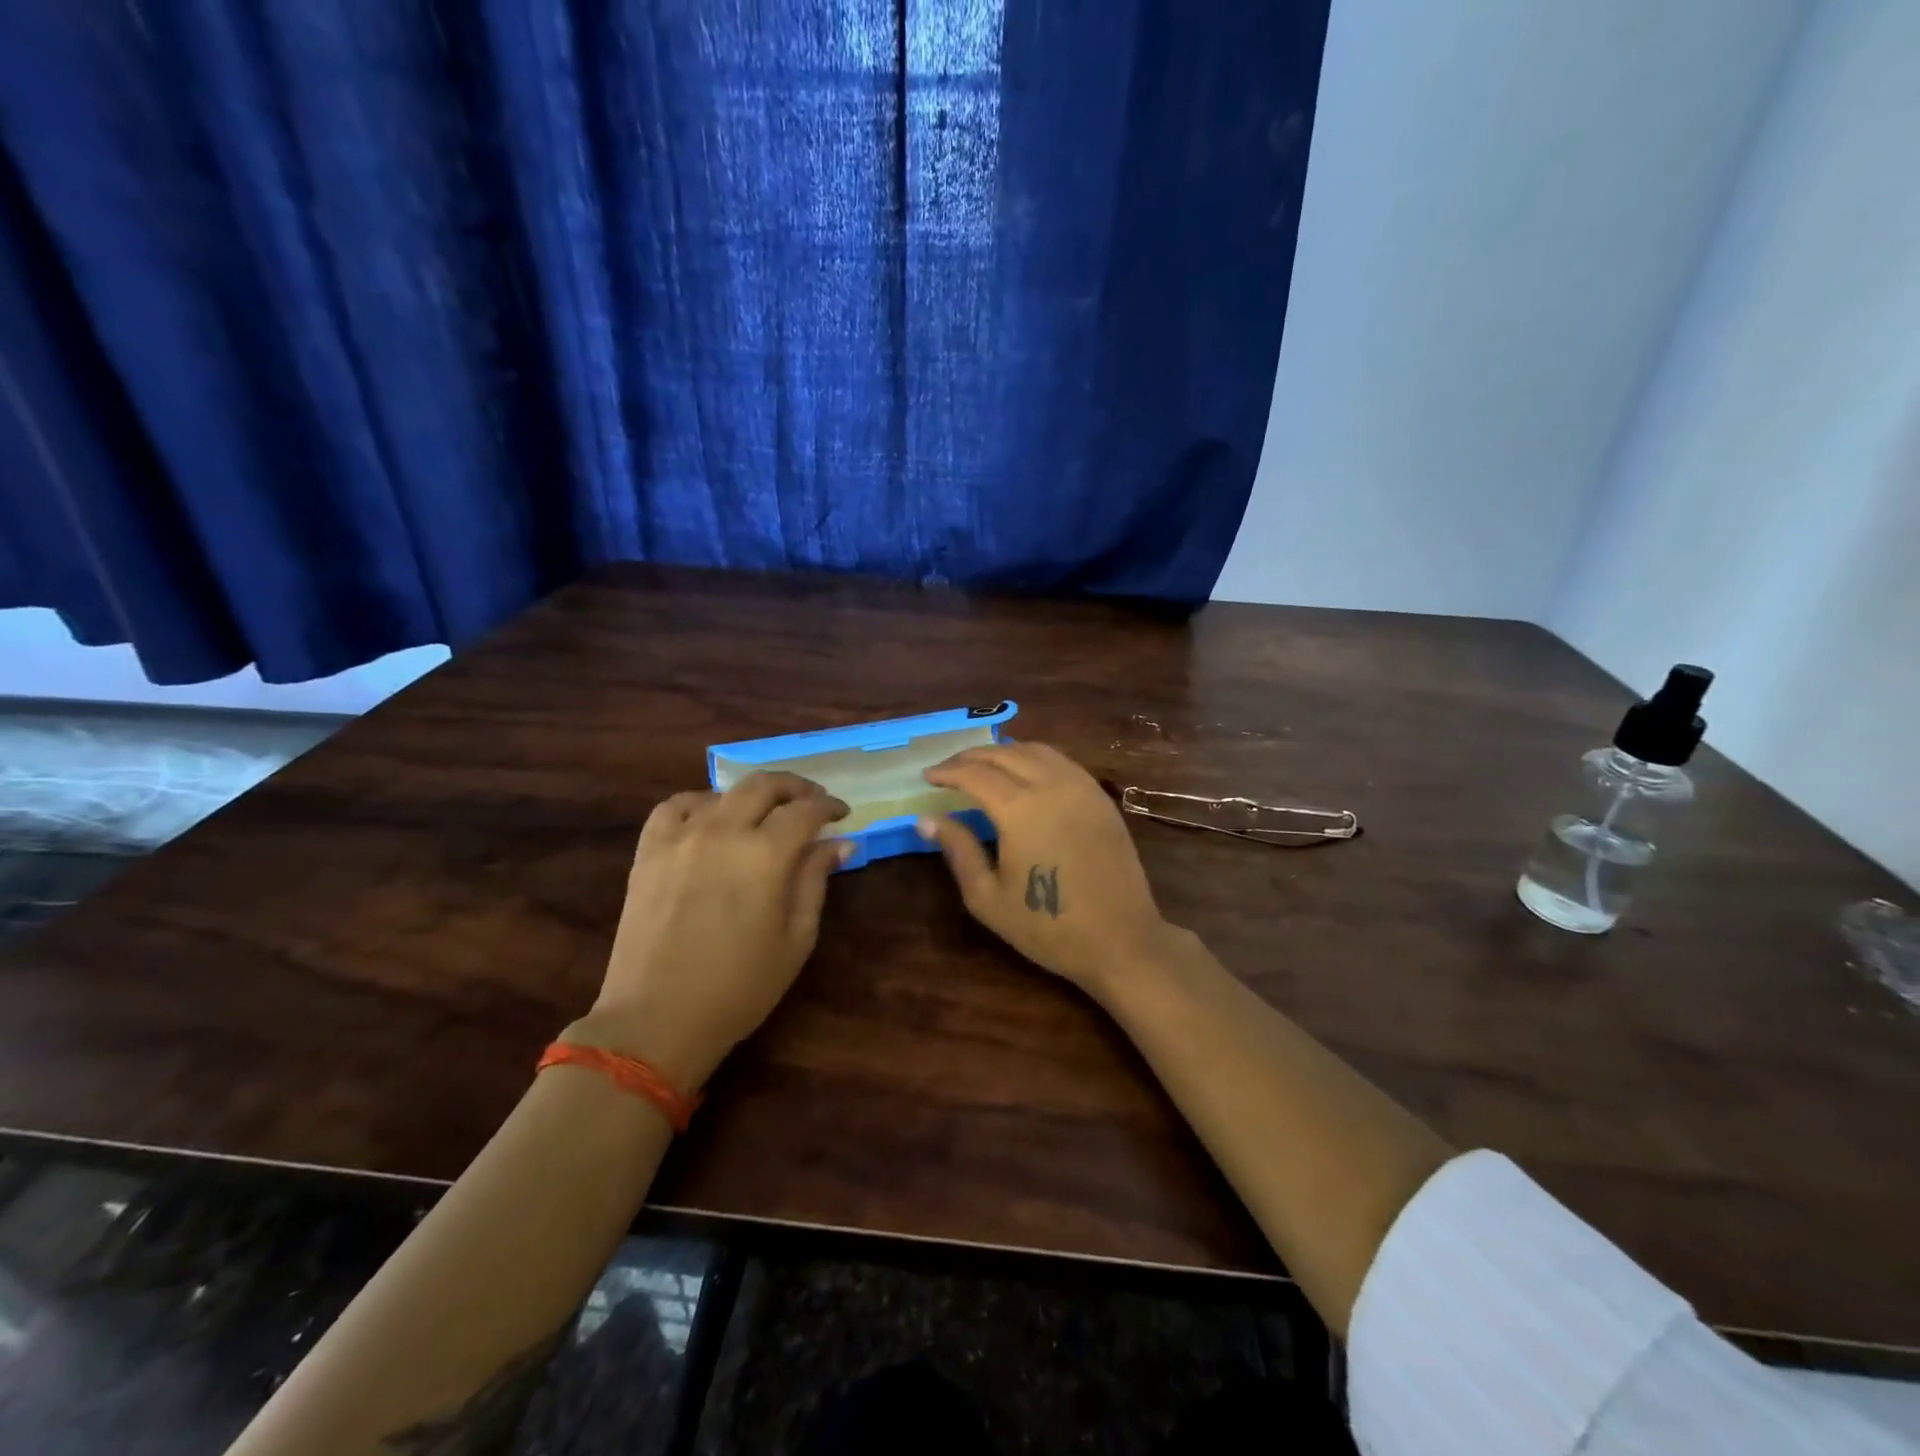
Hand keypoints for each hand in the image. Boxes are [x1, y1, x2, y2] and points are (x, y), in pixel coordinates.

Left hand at [569, 772, 849, 1090]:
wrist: (656, 1021)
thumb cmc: (739, 988)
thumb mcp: (796, 939)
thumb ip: (816, 881)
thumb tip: (840, 843)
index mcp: (765, 855)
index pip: (805, 811)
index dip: (829, 806)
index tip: (842, 815)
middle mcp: (723, 832)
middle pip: (764, 785)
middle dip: (796, 787)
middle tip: (812, 802)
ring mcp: (680, 838)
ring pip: (722, 792)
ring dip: (752, 795)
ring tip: (765, 813)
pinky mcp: (649, 852)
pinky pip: (675, 807)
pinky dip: (700, 803)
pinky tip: (711, 818)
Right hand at [917, 742, 1177, 992]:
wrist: (1120, 940)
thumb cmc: (1047, 925)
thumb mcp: (988, 897)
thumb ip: (958, 850)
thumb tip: (926, 820)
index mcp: (1019, 808)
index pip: (974, 773)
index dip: (946, 771)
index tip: (927, 776)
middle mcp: (1051, 784)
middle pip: (1004, 753)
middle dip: (971, 756)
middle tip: (948, 768)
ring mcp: (1081, 787)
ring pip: (1036, 750)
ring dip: (1003, 751)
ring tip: (982, 765)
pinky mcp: (1101, 797)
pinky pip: (1062, 762)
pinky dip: (1034, 757)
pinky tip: (1024, 772)